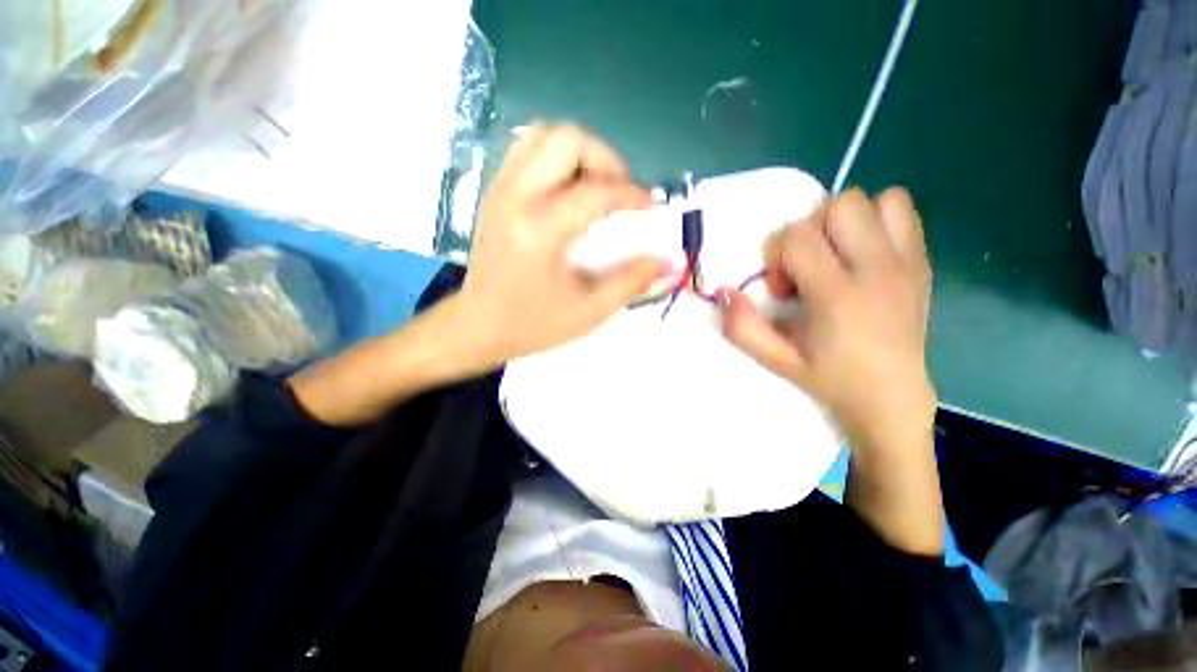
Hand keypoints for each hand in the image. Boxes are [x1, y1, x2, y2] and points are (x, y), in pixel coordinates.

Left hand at [454, 125, 664, 364]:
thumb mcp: (588, 312)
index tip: (650, 208)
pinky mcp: (495, 191)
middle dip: (606, 160)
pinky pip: (528, 150)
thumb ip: (630, 282)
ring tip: (595, 189)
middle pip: (568, 140)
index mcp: (540, 232)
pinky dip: (556, 158)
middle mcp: (517, 198)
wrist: (478, 325)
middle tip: (619, 194)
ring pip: (545, 135)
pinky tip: (567, 192)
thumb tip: (666, 260)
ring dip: (580, 155)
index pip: (597, 192)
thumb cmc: (533, 324)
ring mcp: (500, 189)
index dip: (633, 195)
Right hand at [718, 188, 934, 451]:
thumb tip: (725, 290)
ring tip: (835, 257)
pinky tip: (862, 254)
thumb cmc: (830, 379)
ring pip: (873, 199)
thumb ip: (742, 327)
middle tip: (806, 270)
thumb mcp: (775, 360)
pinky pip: (900, 210)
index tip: (782, 290)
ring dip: (843, 221)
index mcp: (838, 297)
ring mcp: (906, 262)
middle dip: (808, 232)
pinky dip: (876, 220)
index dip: (776, 255)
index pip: (797, 237)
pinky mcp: (921, 261)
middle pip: (837, 206)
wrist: (892, 398)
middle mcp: (877, 270)